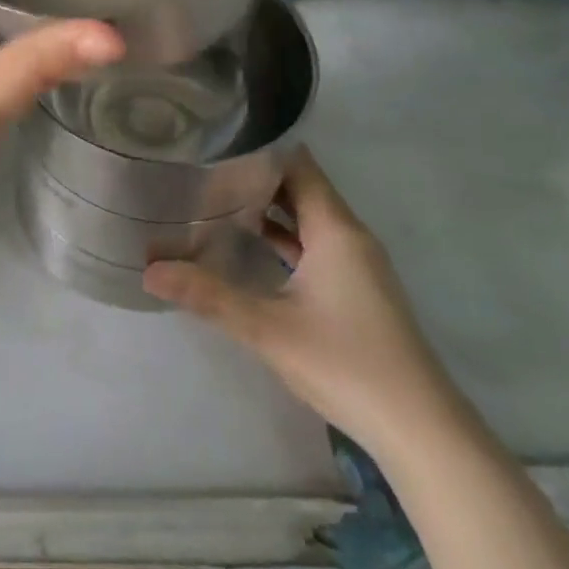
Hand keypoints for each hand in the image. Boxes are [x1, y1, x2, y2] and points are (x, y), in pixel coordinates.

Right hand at [143, 147, 456, 452]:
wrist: (419, 428)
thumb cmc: (345, 363)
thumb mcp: (267, 328)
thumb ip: (208, 295)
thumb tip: (149, 270)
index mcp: (335, 228)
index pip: (297, 164)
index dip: (260, 148)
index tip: (215, 140)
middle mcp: (349, 235)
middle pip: (301, 187)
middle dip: (256, 176)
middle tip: (203, 167)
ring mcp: (356, 264)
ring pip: (307, 218)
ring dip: (269, 208)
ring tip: (216, 198)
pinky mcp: (355, 289)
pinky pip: (315, 245)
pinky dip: (284, 238)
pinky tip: (249, 246)